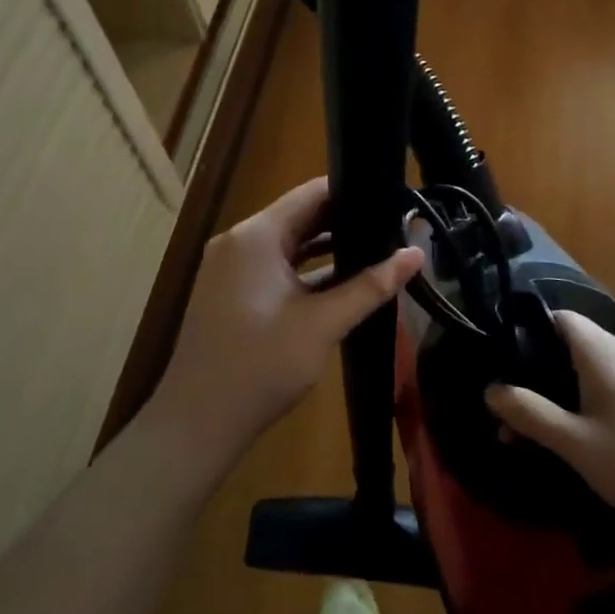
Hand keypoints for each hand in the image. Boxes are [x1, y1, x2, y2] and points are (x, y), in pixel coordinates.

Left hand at [146, 177, 421, 483]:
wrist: (198, 421)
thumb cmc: (262, 365)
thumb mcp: (323, 324)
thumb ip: (371, 286)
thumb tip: (416, 254)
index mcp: (257, 236)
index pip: (311, 193)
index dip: (353, 192)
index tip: (392, 200)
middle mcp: (239, 241)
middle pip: (299, 216)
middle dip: (345, 221)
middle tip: (393, 227)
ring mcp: (231, 267)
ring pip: (288, 244)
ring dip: (327, 247)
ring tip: (376, 250)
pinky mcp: (230, 292)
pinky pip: (274, 267)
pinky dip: (305, 270)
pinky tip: (341, 282)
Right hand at [486, 312, 614, 525]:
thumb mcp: (575, 442)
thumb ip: (530, 414)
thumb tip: (490, 390)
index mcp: (599, 351)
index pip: (556, 316)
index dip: (524, 330)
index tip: (498, 360)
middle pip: (566, 346)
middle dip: (533, 374)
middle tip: (505, 408)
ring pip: (583, 373)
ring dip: (554, 396)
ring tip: (528, 433)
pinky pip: (603, 390)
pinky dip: (579, 406)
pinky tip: (570, 440)